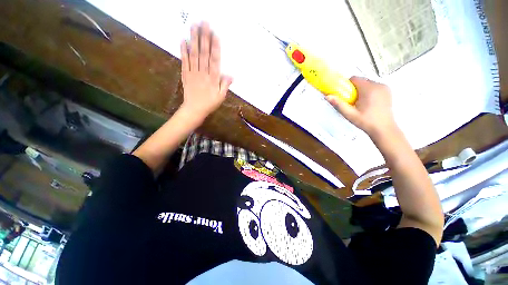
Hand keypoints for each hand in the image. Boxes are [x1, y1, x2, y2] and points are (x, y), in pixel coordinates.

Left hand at [180, 22, 231, 119]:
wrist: (194, 109)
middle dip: (204, 37)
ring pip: (194, 54)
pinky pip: (184, 61)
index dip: (215, 47)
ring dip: (194, 39)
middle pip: (204, 53)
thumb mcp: (221, 97)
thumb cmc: (210, 104)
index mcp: (213, 78)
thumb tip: (231, 75)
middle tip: (204, 23)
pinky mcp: (185, 74)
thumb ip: (225, 85)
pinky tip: (183, 40)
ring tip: (194, 26)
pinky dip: (183, 51)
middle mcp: (203, 73)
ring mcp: (193, 72)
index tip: (215, 34)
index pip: (214, 60)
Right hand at [326, 76, 396, 137]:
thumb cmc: (366, 122)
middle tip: (352, 102)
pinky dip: (368, 92)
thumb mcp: (350, 114)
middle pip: (361, 81)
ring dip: (361, 90)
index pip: (354, 79)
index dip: (347, 85)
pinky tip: (367, 103)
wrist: (384, 129)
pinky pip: (374, 87)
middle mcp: (378, 85)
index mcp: (369, 89)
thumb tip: (328, 96)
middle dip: (354, 89)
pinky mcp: (387, 91)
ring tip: (360, 104)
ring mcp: (384, 88)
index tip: (345, 95)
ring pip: (367, 84)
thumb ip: (338, 104)